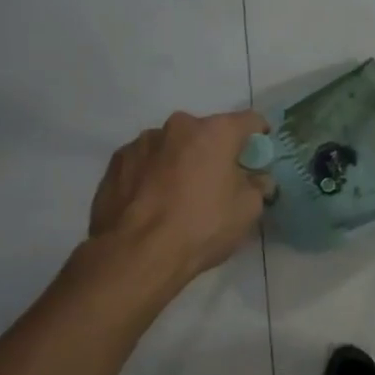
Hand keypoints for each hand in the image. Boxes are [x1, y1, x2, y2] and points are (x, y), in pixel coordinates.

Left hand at [87, 109, 270, 282]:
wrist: (136, 254)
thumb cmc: (202, 227)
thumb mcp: (248, 210)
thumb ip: (257, 185)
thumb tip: (257, 179)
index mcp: (215, 132)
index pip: (249, 120)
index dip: (258, 137)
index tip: (257, 156)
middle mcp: (178, 126)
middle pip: (206, 132)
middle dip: (214, 151)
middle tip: (217, 181)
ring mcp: (142, 142)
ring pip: (172, 146)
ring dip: (181, 161)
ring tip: (178, 195)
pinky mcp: (116, 162)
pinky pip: (145, 162)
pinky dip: (153, 174)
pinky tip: (152, 202)